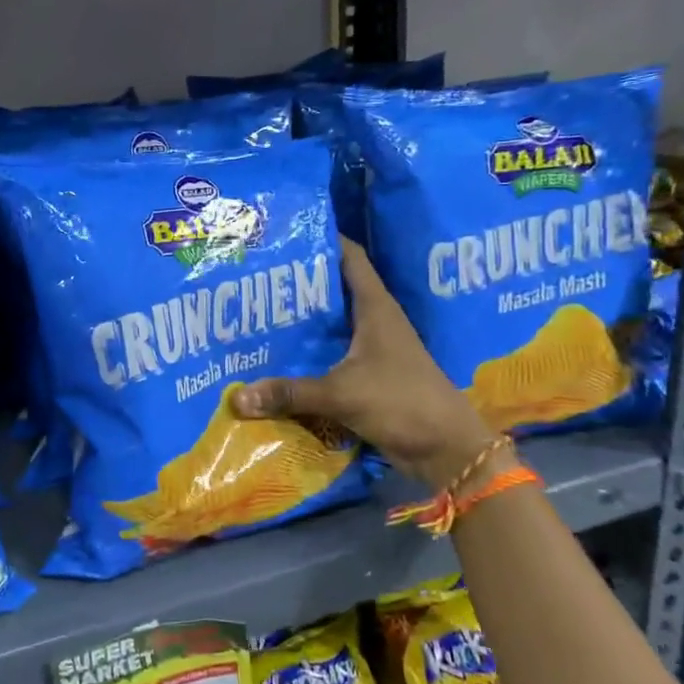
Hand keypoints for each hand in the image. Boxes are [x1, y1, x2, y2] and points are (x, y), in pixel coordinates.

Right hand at [232, 238, 499, 489]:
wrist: (447, 451)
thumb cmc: (402, 403)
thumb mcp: (342, 394)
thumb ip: (290, 393)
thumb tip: (236, 398)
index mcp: (375, 308)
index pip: (349, 256)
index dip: (322, 239)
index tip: (285, 233)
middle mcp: (374, 321)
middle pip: (334, 288)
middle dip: (299, 282)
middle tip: (256, 276)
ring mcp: (373, 349)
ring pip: (332, 323)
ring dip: (303, 320)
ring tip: (259, 313)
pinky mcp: (369, 375)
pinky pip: (332, 354)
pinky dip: (309, 353)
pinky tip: (280, 358)